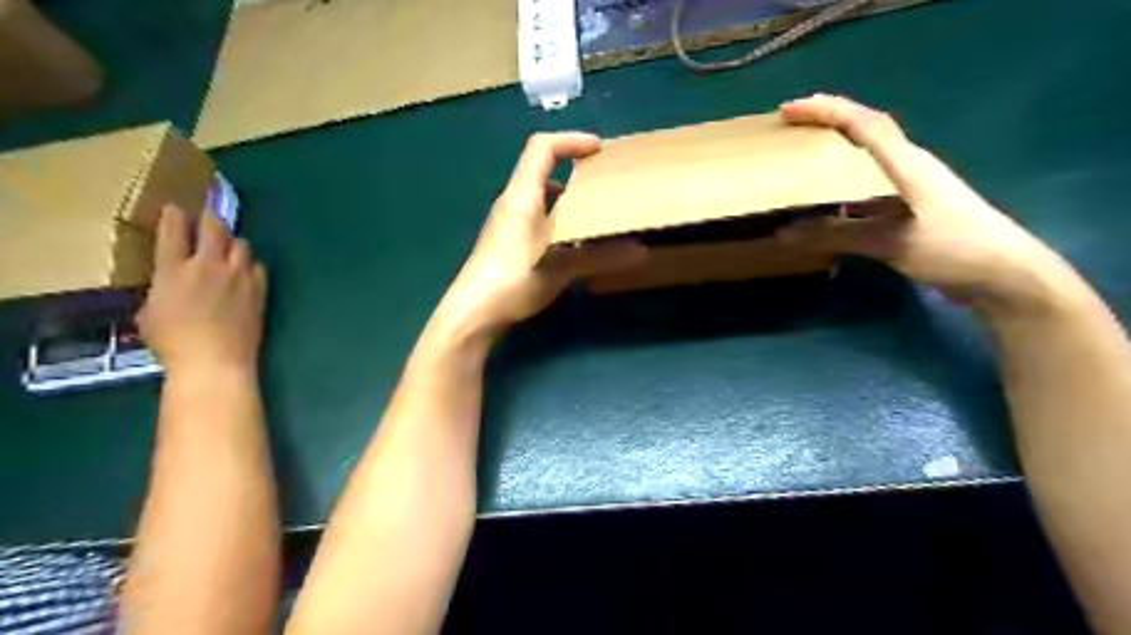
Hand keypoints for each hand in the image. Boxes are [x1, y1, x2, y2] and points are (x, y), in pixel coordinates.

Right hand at [136, 205, 267, 377]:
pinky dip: (250, 264)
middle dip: (210, 219)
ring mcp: (238, 276)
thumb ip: (161, 290)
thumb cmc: (173, 343)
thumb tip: (172, 285)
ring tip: (228, 247)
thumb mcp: (149, 313)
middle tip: (207, 217)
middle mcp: (208, 266)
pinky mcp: (259, 289)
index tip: (175, 208)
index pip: (173, 231)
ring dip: (232, 242)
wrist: (216, 359)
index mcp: (173, 270)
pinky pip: (257, 266)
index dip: (174, 216)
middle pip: (213, 228)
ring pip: (241, 244)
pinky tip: (246, 271)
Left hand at [434, 133, 644, 340]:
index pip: (542, 148)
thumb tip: (640, 251)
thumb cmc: (514, 279)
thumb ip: (600, 257)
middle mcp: (511, 203)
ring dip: (566, 199)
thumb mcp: (560, 266)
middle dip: (574, 170)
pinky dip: (557, 220)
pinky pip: (535, 218)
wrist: (472, 312)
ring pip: (539, 197)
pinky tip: (572, 243)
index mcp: (522, 196)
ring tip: (593, 213)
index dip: (571, 140)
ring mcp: (506, 224)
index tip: (599, 149)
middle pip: (541, 170)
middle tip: (603, 182)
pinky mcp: (506, 243)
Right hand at [778, 95, 1076, 316]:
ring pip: (867, 158)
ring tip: (802, 157)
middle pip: (866, 132)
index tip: (789, 109)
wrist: (1003, 274)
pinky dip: (844, 184)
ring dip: (836, 151)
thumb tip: (784, 233)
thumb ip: (836, 235)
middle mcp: (908, 167)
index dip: (826, 111)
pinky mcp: (912, 208)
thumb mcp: (889, 241)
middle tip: (791, 127)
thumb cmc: (950, 247)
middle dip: (828, 122)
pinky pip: (869, 185)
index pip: (863, 124)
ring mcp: (912, 187)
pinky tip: (828, 200)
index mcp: (905, 164)